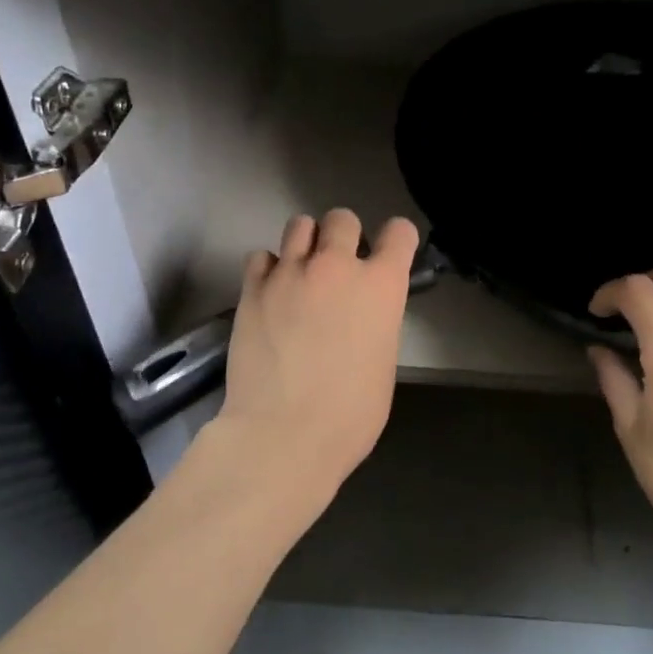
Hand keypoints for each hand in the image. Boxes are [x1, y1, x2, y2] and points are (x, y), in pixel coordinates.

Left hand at [215, 209, 418, 502]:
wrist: (282, 435)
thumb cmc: (349, 414)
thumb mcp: (383, 361)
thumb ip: (376, 321)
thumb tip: (361, 315)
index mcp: (381, 285)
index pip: (399, 232)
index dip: (397, 240)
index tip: (389, 254)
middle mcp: (337, 266)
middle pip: (343, 218)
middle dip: (343, 236)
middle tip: (337, 266)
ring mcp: (290, 273)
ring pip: (299, 224)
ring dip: (305, 243)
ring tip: (301, 273)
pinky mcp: (253, 288)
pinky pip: (261, 256)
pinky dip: (269, 269)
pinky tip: (271, 294)